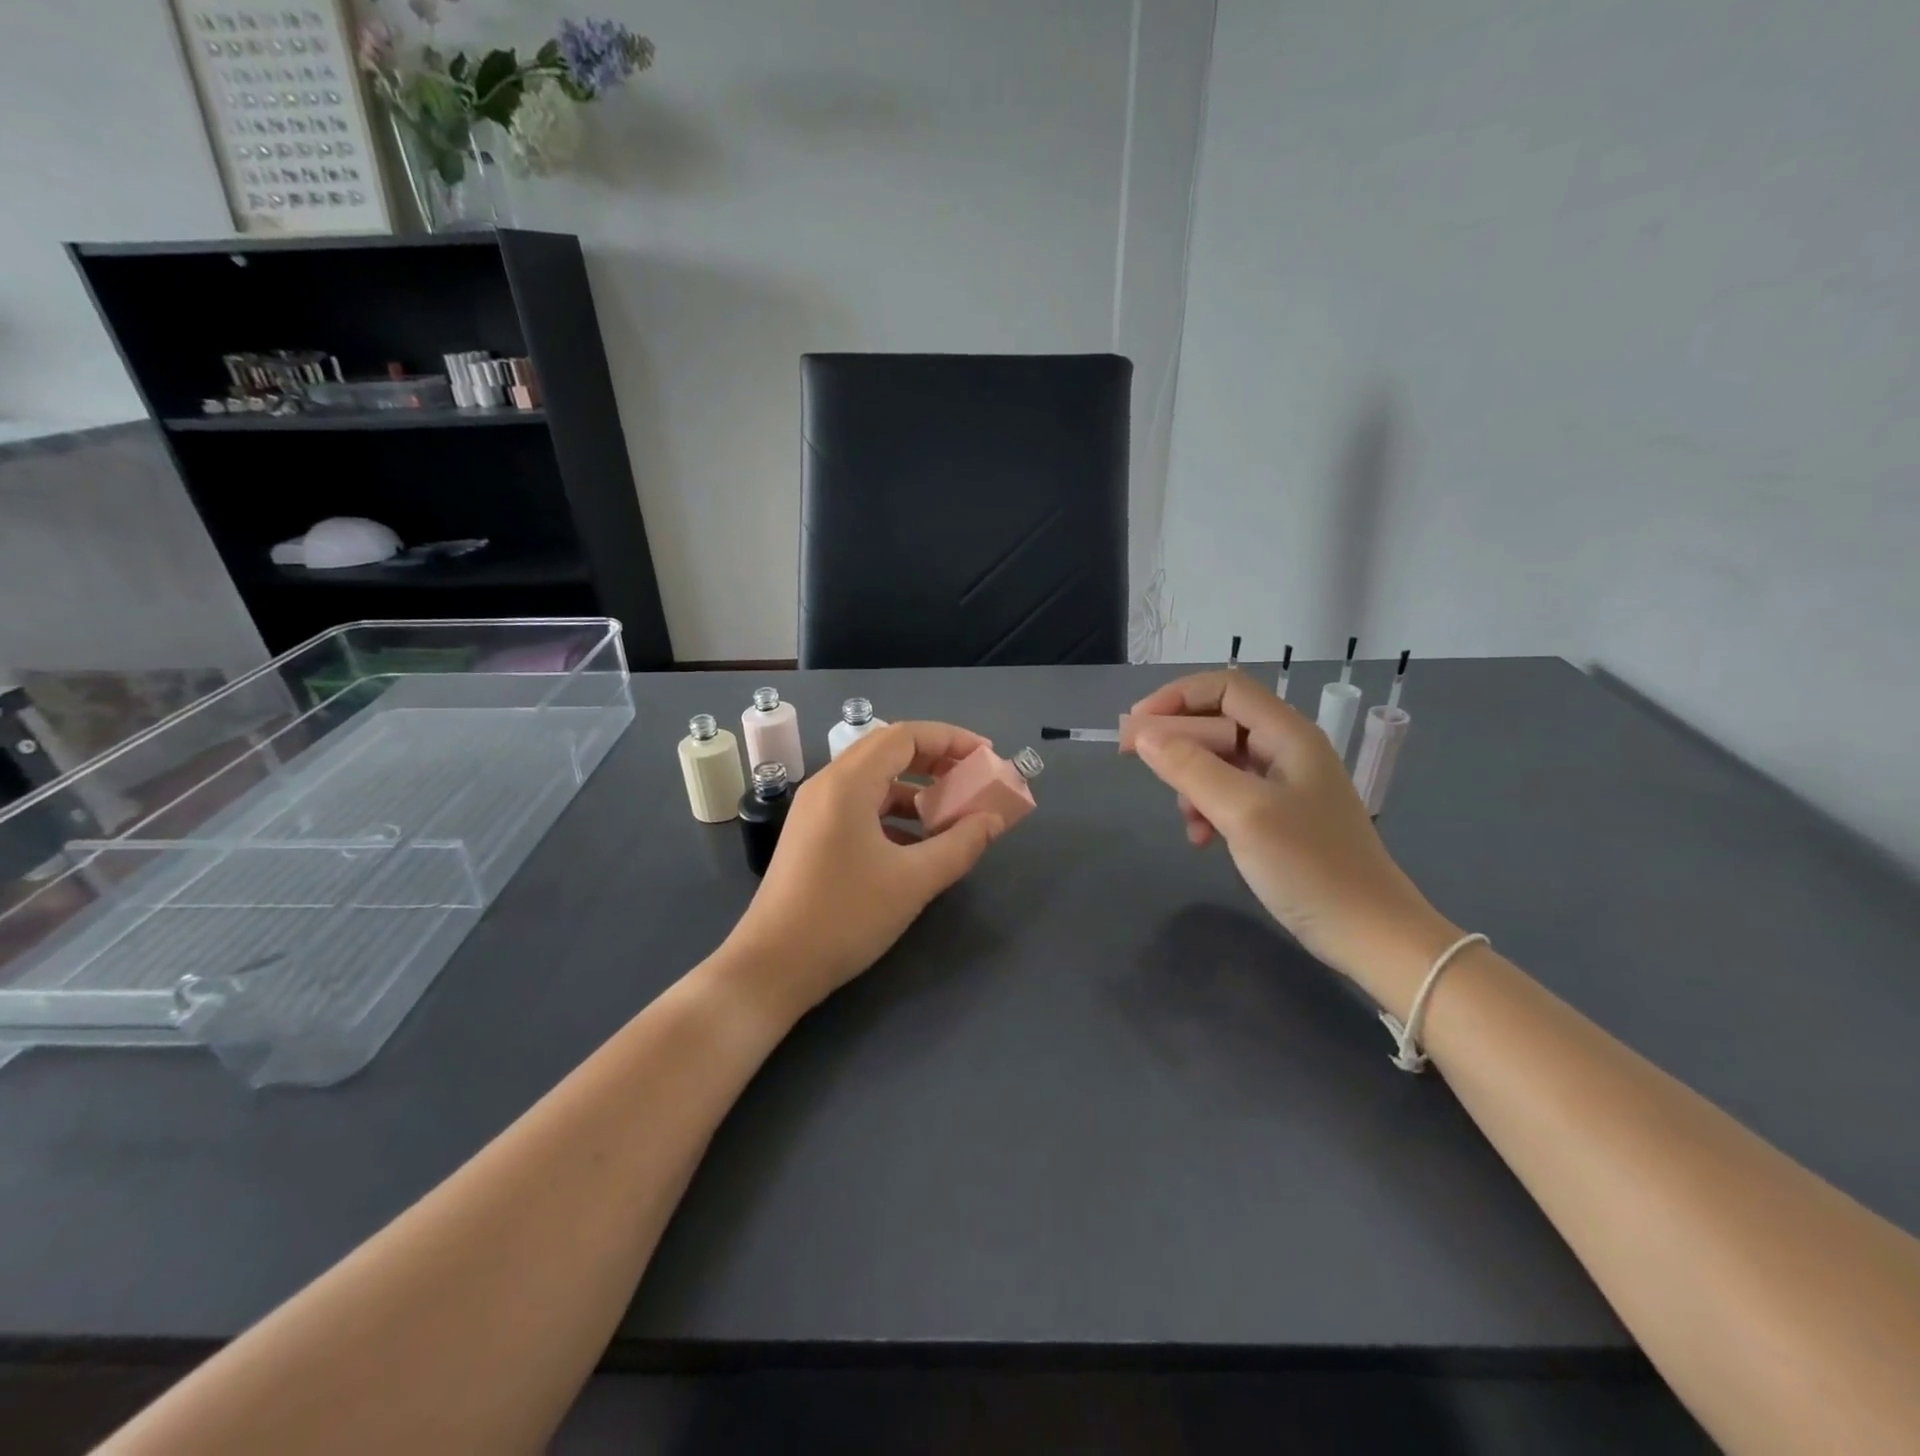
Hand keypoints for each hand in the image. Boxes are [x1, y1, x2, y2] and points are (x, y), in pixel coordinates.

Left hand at [722, 721, 1009, 1020]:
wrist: (772, 967)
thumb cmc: (845, 917)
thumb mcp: (913, 881)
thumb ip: (961, 844)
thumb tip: (994, 819)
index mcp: (848, 783)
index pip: (905, 735)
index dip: (950, 739)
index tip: (986, 756)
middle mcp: (827, 785)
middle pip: (888, 751)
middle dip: (935, 759)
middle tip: (972, 779)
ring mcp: (814, 810)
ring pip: (873, 781)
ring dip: (915, 789)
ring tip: (951, 813)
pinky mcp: (812, 835)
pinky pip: (859, 806)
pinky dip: (894, 813)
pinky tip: (918, 843)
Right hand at [1129, 672, 1458, 1003]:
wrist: (1368, 933)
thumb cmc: (1310, 866)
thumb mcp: (1243, 812)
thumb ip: (1191, 768)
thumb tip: (1142, 735)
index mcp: (1287, 734)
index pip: (1224, 687)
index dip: (1176, 698)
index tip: (1136, 727)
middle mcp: (1286, 749)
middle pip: (1218, 722)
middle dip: (1177, 741)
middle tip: (1137, 765)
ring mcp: (1283, 784)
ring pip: (1218, 760)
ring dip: (1190, 781)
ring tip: (1187, 820)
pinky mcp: (1278, 815)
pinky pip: (1228, 793)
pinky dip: (1206, 808)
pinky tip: (1202, 839)